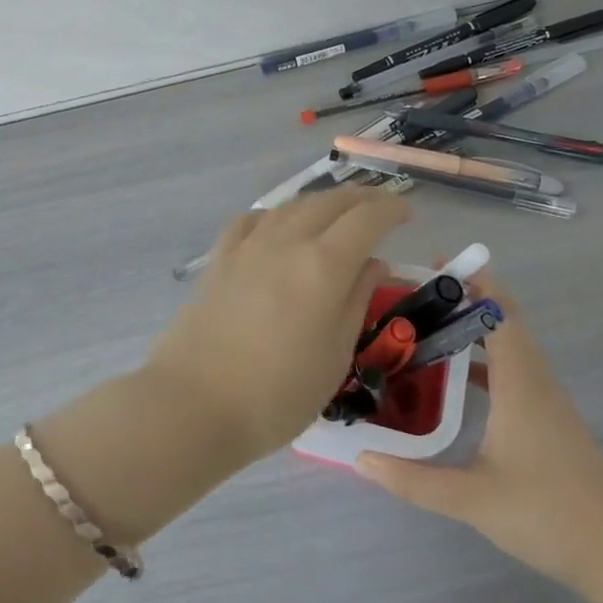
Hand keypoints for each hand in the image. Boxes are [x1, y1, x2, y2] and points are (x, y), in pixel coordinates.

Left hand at [145, 186, 408, 461]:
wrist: (195, 404)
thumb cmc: (278, 394)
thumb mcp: (335, 355)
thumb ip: (356, 301)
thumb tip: (373, 263)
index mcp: (323, 265)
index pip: (366, 218)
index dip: (390, 209)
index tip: (407, 213)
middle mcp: (287, 241)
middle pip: (329, 202)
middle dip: (360, 198)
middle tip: (379, 208)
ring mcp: (248, 247)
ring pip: (291, 206)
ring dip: (321, 202)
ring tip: (335, 215)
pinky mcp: (219, 259)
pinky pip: (252, 220)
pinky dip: (275, 215)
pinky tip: (277, 227)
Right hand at [355, 270, 602, 591]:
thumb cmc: (548, 515)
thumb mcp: (473, 500)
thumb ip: (414, 480)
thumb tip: (361, 459)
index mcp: (520, 383)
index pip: (499, 312)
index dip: (473, 281)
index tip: (436, 263)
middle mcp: (535, 379)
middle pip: (505, 320)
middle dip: (467, 296)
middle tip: (416, 292)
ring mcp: (545, 398)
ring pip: (510, 344)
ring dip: (475, 325)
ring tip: (427, 325)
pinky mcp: (548, 417)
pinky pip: (513, 368)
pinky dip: (485, 356)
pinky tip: (454, 376)